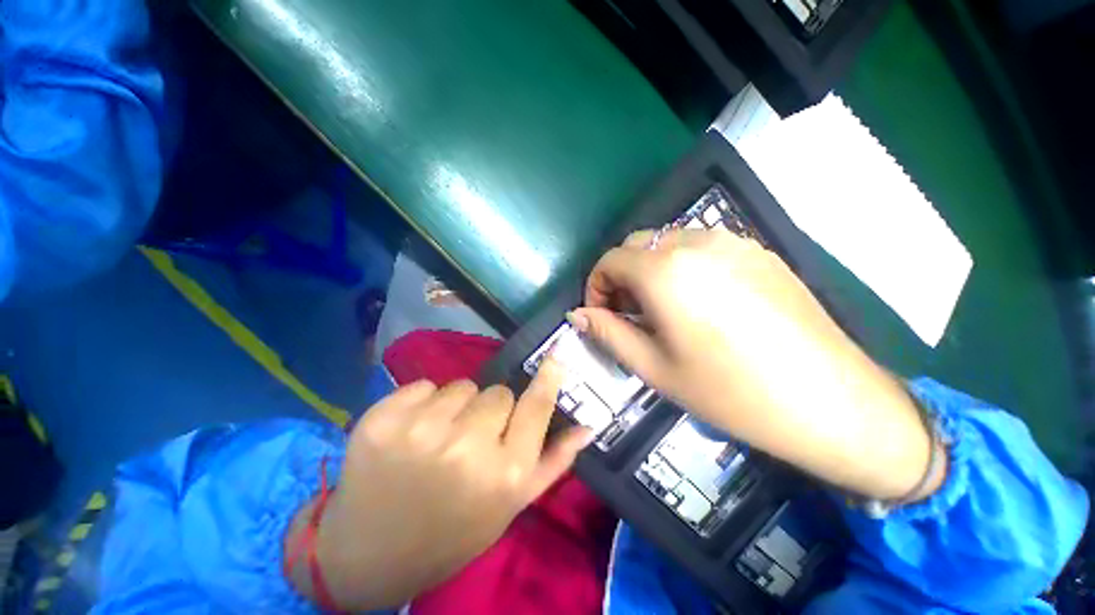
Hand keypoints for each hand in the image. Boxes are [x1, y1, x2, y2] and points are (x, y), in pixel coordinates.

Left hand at [287, 362, 591, 609]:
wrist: (372, 555)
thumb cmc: (453, 531)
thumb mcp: (510, 505)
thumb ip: (553, 462)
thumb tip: (587, 427)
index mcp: (503, 475)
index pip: (536, 406)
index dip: (548, 377)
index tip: (556, 356)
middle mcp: (465, 449)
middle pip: (497, 393)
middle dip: (491, 410)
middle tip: (473, 439)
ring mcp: (419, 431)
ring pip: (460, 387)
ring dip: (456, 406)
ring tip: (439, 440)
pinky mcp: (382, 420)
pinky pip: (423, 386)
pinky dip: (422, 403)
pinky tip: (410, 435)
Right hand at [571, 229, 940, 501]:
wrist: (829, 400)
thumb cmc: (729, 391)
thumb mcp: (654, 367)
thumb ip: (608, 332)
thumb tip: (577, 314)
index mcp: (664, 271)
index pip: (609, 260)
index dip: (596, 287)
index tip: (602, 315)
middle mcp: (695, 242)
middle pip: (637, 245)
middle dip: (621, 276)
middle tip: (630, 314)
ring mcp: (732, 241)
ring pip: (668, 242)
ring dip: (651, 269)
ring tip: (664, 309)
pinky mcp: (758, 250)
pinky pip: (702, 247)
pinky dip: (683, 266)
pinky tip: (701, 302)